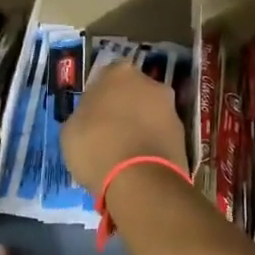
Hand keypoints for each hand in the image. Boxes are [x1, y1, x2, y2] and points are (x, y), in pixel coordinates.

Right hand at [61, 59, 188, 193]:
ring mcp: (171, 110)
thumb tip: (90, 120)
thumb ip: (83, 116)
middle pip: (133, 93)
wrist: (139, 181)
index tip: (91, 114)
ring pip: (150, 114)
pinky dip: (151, 145)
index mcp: (118, 73)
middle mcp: (150, 84)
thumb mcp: (70, 130)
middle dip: (124, 108)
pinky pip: (160, 136)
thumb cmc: (96, 146)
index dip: (99, 95)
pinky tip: (138, 165)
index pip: (106, 76)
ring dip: (140, 127)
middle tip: (108, 132)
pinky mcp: (184, 137)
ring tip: (124, 154)